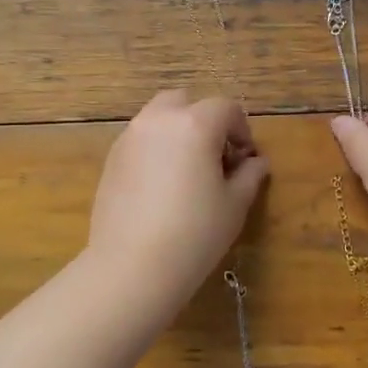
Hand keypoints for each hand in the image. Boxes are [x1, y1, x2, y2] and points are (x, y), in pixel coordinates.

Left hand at [88, 90, 269, 300]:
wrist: (133, 266)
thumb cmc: (195, 234)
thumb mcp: (234, 205)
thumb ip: (249, 175)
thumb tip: (256, 162)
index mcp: (194, 124)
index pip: (225, 108)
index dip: (241, 129)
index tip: (245, 158)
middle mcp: (158, 121)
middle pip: (185, 101)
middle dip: (204, 120)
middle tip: (215, 156)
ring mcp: (129, 138)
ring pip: (157, 118)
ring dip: (177, 132)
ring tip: (187, 171)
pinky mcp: (111, 159)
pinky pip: (139, 140)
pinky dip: (155, 149)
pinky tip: (161, 186)